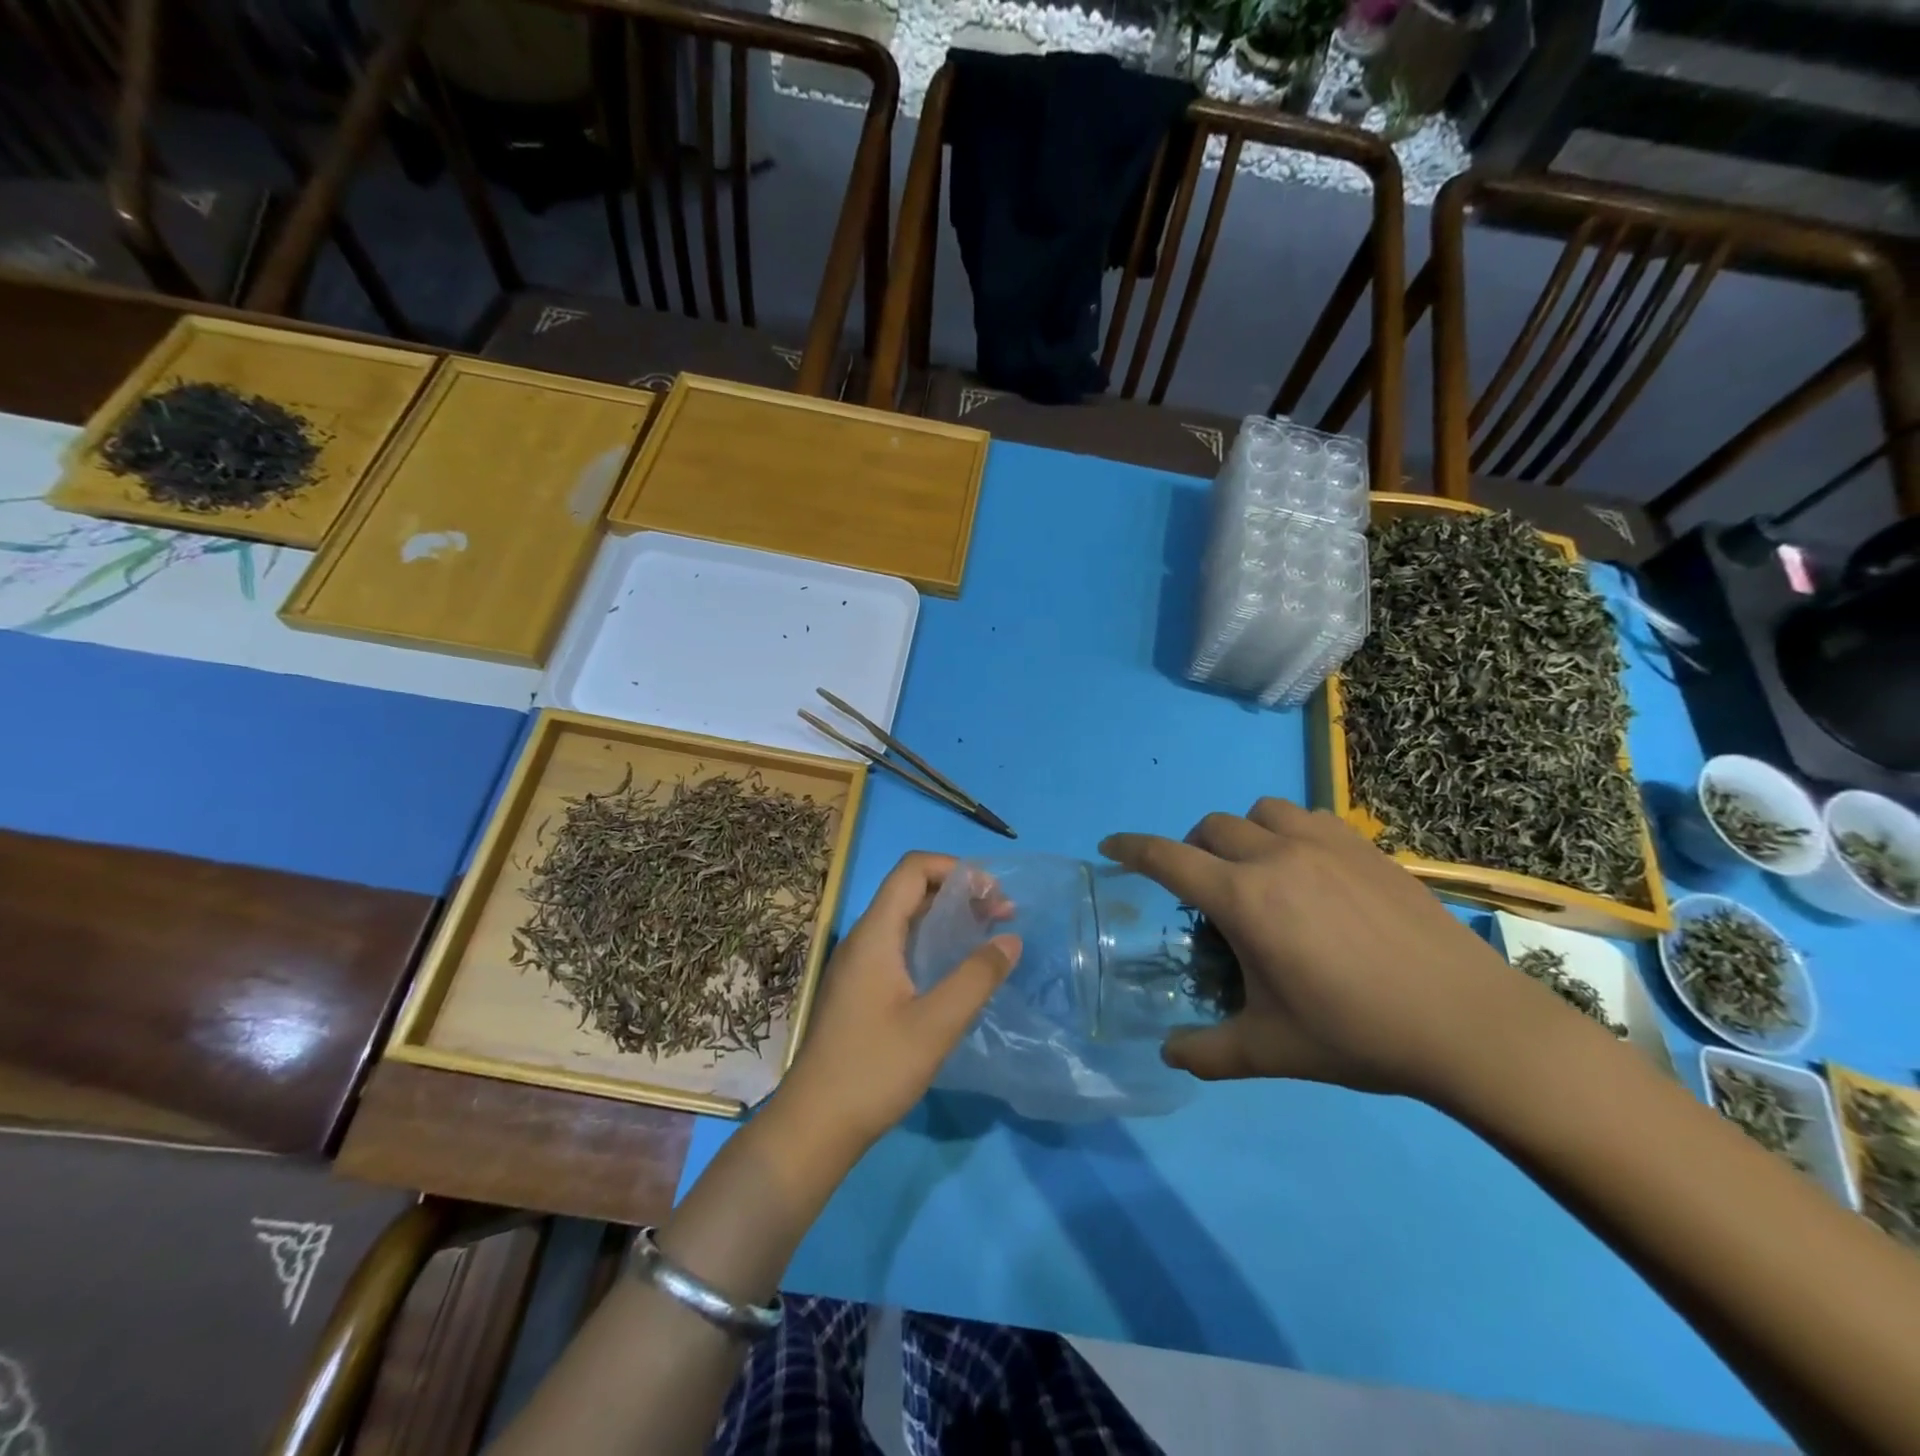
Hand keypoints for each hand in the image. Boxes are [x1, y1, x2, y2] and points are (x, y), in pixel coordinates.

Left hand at [778, 852, 1020, 1155]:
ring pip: (906, 919)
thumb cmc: (874, 1069)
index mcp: (875, 934)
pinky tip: (956, 969)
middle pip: (911, 890)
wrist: (814, 1125)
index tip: (993, 894)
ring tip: (988, 935)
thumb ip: (976, 978)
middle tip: (1001, 914)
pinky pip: (899, 945)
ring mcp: (858, 965)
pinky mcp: (860, 989)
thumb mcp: (936, 1024)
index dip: (954, 868)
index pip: (912, 869)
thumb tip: (1011, 939)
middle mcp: (863, 939)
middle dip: (958, 892)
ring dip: (947, 917)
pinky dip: (932, 942)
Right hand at [1102, 799, 1532, 1101]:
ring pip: (1260, 811)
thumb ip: (1207, 1051)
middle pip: (1210, 828)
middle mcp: (1276, 855)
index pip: (1167, 858)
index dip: (1131, 848)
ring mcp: (1325, 844)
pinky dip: (1290, 832)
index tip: (1109, 846)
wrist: (1469, 1025)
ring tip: (1256, 871)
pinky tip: (1309, 870)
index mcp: (1244, 898)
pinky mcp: (1366, 847)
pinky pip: (1308, 817)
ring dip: (1242, 833)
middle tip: (1202, 890)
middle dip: (1191, 850)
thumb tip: (1169, 1053)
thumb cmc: (1357, 1034)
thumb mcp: (1270, 1050)